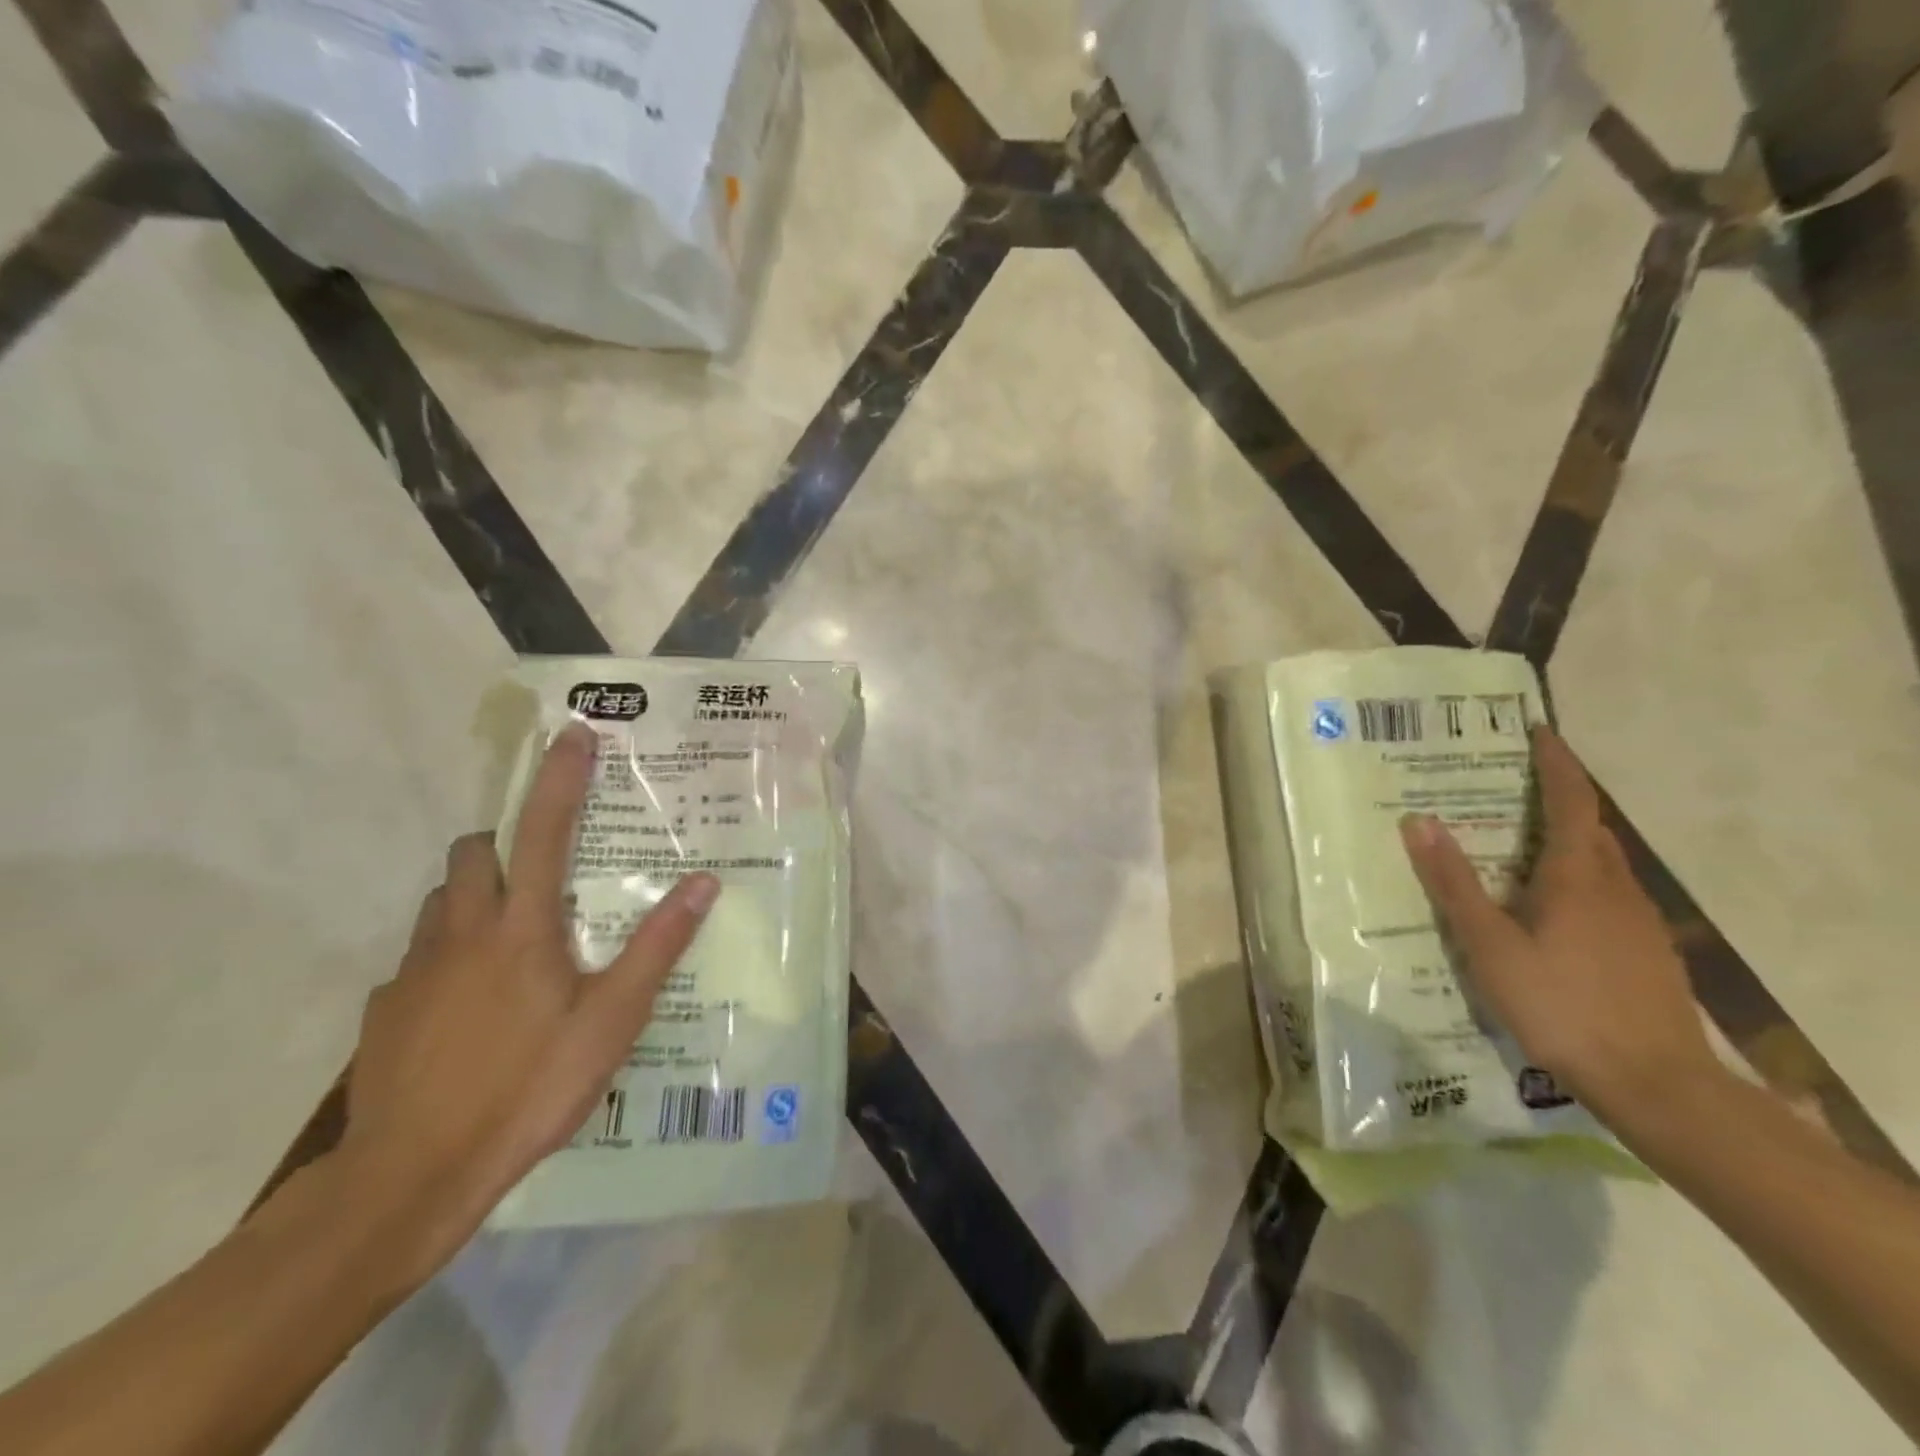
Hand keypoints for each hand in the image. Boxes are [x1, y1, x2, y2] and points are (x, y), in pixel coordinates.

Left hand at [334, 723, 719, 1267]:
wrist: (409, 1178)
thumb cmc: (528, 1088)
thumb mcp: (612, 1021)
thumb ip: (657, 947)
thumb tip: (702, 882)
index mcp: (522, 928)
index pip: (542, 830)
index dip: (560, 777)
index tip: (575, 733)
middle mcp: (461, 932)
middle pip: (472, 853)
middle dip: (503, 840)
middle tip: (542, 867)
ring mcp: (414, 971)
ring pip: (440, 902)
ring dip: (473, 894)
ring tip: (511, 935)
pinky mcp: (384, 1011)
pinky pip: (419, 957)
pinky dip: (447, 954)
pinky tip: (470, 1005)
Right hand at [1398, 724, 1719, 1127]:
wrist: (1657, 1084)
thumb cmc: (1561, 1005)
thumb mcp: (1489, 944)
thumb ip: (1454, 882)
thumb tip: (1419, 820)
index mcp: (1577, 877)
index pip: (1572, 802)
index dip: (1558, 764)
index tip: (1539, 732)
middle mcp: (1616, 888)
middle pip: (1590, 828)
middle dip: (1558, 798)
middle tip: (1512, 785)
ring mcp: (1639, 922)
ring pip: (1601, 863)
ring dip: (1567, 839)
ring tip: (1520, 842)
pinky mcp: (1647, 952)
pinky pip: (1608, 894)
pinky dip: (1579, 878)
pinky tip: (1550, 909)